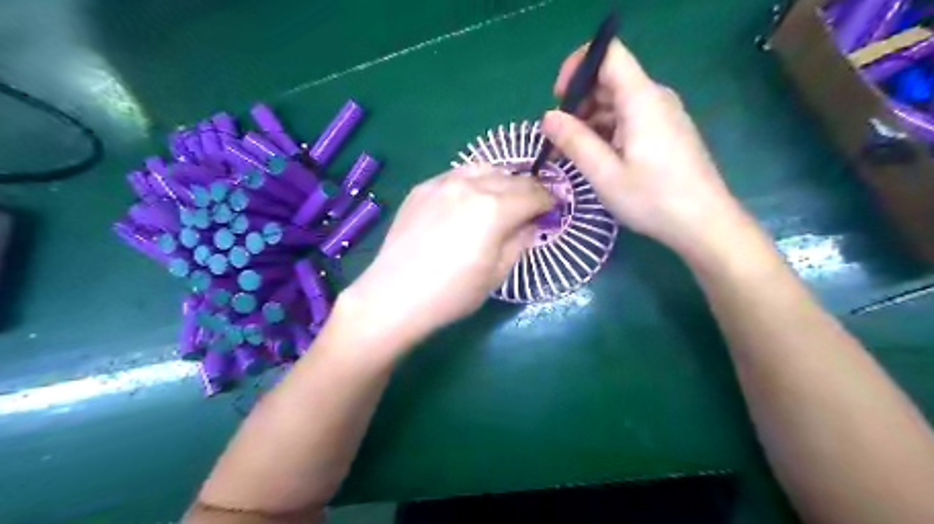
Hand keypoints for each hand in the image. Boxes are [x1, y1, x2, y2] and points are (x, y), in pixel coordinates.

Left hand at [340, 163, 548, 351]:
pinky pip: (456, 175)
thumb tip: (531, 223)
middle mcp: (470, 185)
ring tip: (500, 199)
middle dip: (527, 190)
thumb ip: (520, 241)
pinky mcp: (422, 188)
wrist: (395, 296)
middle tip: (530, 207)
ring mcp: (442, 183)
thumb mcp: (497, 273)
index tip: (553, 208)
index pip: (533, 194)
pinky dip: (472, 182)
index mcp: (494, 208)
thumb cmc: (452, 293)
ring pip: (483, 168)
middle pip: (511, 178)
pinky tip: (467, 201)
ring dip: (500, 181)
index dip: (549, 200)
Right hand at [540, 38, 750, 256]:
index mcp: (641, 99)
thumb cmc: (653, 199)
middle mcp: (654, 98)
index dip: (578, 67)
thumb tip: (548, 117)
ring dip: (589, 120)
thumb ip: (575, 141)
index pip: (608, 54)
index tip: (559, 100)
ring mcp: (662, 115)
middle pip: (610, 80)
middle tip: (559, 137)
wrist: (704, 223)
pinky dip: (606, 131)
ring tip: (571, 152)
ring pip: (617, 102)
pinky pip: (629, 119)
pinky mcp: (665, 132)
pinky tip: (595, 157)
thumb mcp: (605, 174)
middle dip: (578, 102)